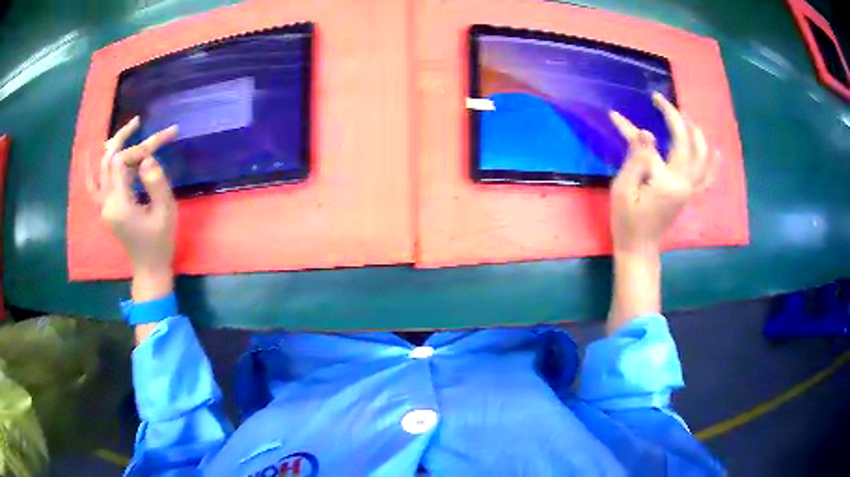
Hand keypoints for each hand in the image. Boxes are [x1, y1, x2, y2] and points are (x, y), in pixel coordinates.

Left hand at [86, 117, 178, 299]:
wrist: (149, 269)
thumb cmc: (160, 242)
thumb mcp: (165, 211)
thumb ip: (156, 181)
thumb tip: (146, 159)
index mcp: (119, 204)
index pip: (121, 162)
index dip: (138, 149)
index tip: (160, 146)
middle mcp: (106, 203)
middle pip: (109, 160)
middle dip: (123, 139)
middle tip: (138, 121)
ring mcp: (103, 207)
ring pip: (102, 168)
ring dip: (112, 147)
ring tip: (127, 130)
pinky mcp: (105, 209)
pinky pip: (94, 185)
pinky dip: (93, 168)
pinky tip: (93, 153)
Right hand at [608, 93, 718, 254]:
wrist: (639, 247)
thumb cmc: (627, 220)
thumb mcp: (623, 189)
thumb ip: (635, 160)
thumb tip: (647, 133)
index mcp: (666, 180)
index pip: (655, 143)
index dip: (640, 124)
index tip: (626, 110)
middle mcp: (684, 182)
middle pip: (687, 141)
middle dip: (675, 116)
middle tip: (659, 101)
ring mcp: (690, 189)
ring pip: (702, 156)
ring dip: (695, 132)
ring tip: (685, 116)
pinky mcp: (690, 195)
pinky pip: (707, 177)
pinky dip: (712, 163)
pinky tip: (715, 151)